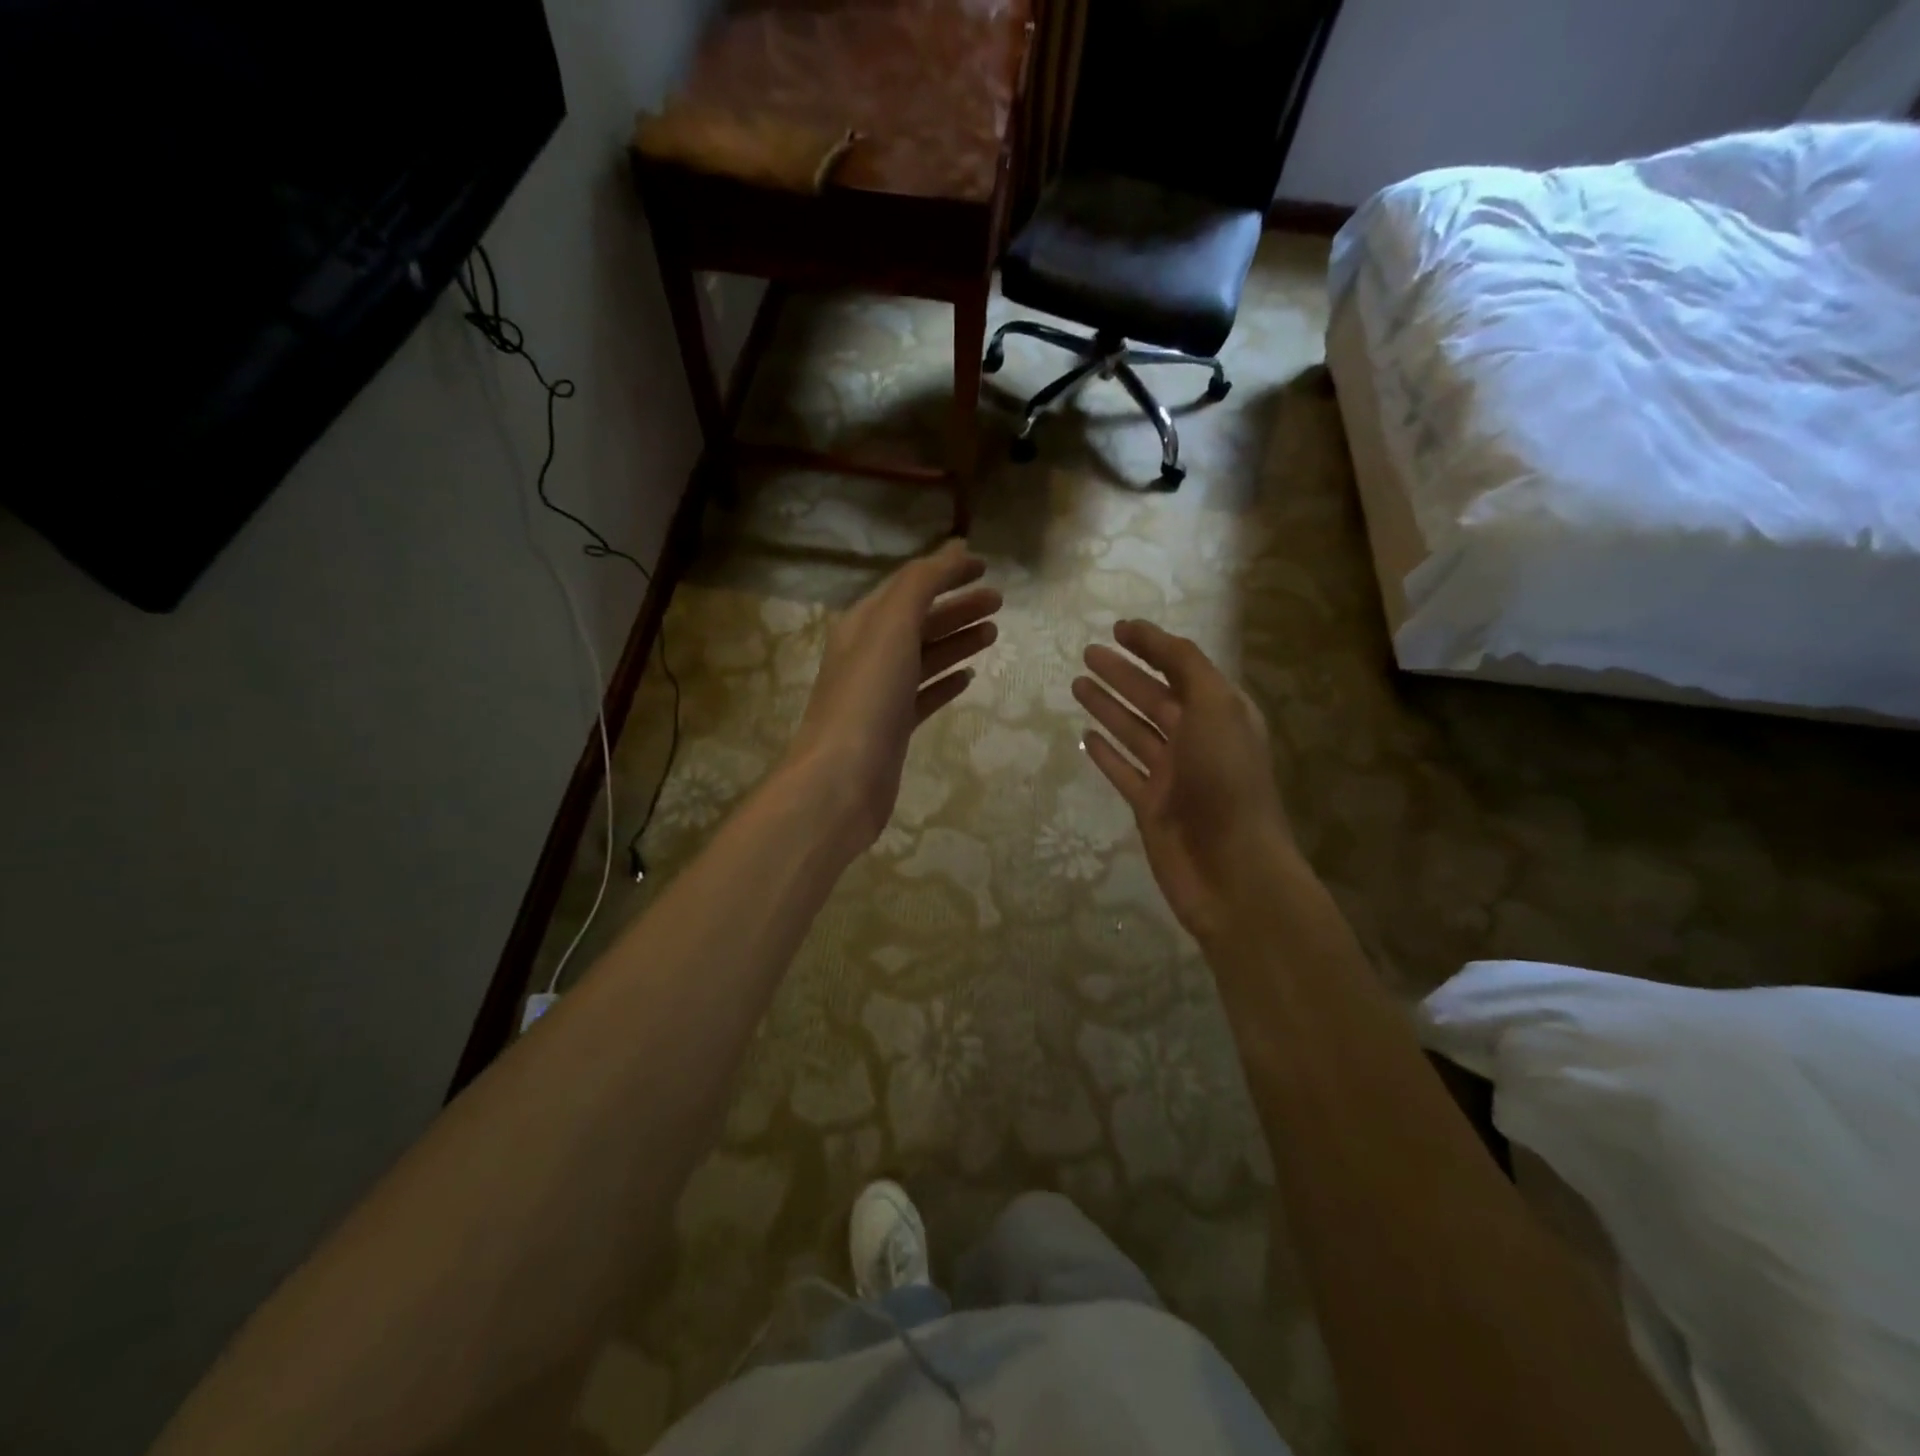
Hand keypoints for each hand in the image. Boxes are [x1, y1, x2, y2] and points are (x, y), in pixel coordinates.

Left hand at [786, 540, 1000, 853]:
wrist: (842, 779)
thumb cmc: (868, 696)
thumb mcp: (892, 627)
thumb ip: (921, 584)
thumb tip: (953, 550)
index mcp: (864, 624)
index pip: (909, 586)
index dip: (945, 572)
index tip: (985, 566)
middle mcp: (870, 654)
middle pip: (920, 620)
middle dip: (958, 606)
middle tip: (1000, 601)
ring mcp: (881, 693)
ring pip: (926, 656)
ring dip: (957, 640)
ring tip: (994, 633)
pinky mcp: (894, 727)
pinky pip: (925, 695)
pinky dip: (946, 681)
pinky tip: (968, 678)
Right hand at [1073, 620, 1297, 943]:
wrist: (1231, 868)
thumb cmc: (1226, 780)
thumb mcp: (1216, 707)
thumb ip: (1187, 667)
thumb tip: (1153, 639)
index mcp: (1220, 712)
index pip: (1182, 667)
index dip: (1152, 645)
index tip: (1118, 628)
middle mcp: (1197, 739)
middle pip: (1153, 696)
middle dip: (1123, 673)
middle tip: (1087, 654)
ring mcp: (1172, 774)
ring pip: (1134, 731)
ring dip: (1108, 706)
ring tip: (1077, 684)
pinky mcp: (1150, 806)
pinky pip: (1123, 770)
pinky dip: (1105, 752)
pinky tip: (1085, 736)